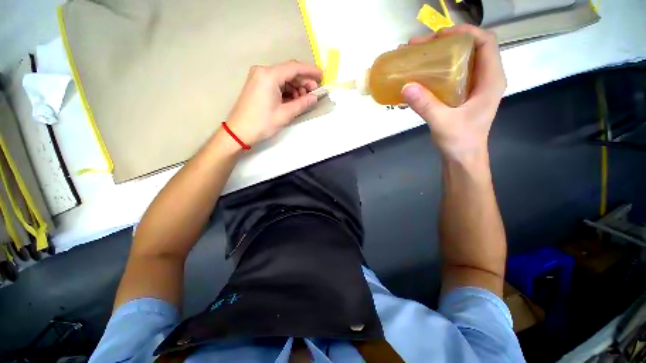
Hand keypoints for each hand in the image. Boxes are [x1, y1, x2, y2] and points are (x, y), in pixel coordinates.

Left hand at [224, 61, 322, 146]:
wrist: (239, 132)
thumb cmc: (262, 123)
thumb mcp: (285, 114)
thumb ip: (302, 103)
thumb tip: (315, 97)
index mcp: (269, 75)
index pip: (294, 67)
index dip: (310, 71)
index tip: (322, 75)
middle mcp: (263, 71)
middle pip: (288, 72)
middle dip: (303, 81)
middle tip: (314, 92)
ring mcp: (258, 77)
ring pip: (283, 78)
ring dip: (295, 87)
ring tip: (304, 99)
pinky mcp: (257, 85)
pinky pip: (276, 83)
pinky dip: (287, 90)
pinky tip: (294, 99)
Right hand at [401, 25, 505, 159]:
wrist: (462, 158)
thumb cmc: (460, 141)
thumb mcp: (443, 123)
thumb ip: (426, 105)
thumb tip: (405, 86)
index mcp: (491, 80)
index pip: (485, 42)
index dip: (465, 32)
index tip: (438, 35)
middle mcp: (484, 78)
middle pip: (469, 49)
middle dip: (444, 43)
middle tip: (418, 47)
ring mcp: (472, 87)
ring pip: (458, 61)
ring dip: (437, 57)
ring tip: (414, 58)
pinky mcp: (461, 95)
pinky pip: (450, 76)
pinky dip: (434, 72)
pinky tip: (418, 76)